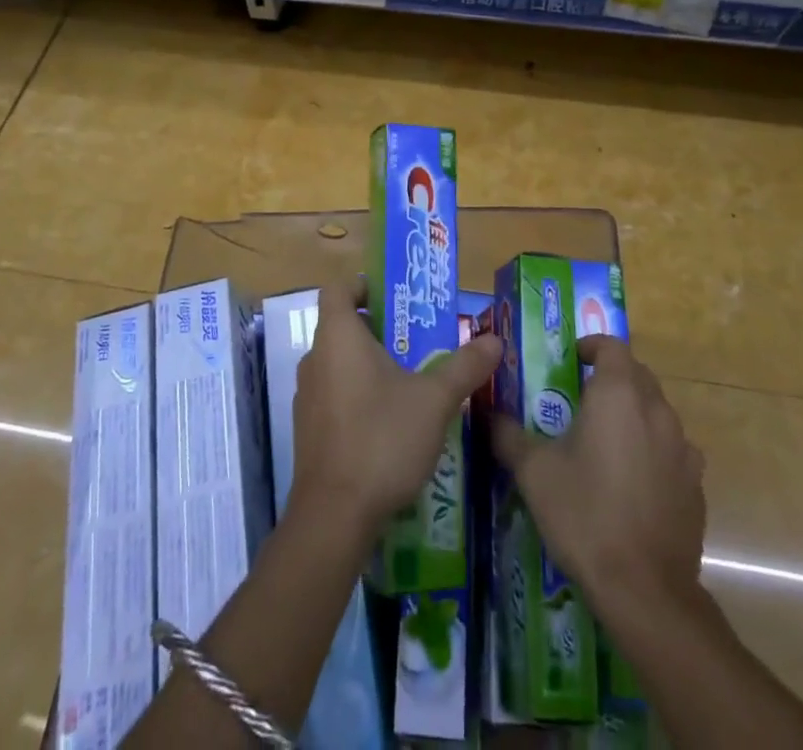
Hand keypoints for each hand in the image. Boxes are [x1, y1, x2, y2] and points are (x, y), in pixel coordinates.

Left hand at [292, 275, 501, 536]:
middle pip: (342, 326)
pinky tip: (389, 423)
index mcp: (338, 337)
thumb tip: (495, 339)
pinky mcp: (309, 430)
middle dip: (379, 329)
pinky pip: (334, 395)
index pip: (338, 288)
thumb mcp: (434, 400)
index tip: (395, 299)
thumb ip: (464, 367)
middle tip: (418, 341)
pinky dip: (358, 396)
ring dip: (369, 365)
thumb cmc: (381, 439)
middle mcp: (315, 358)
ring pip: (339, 363)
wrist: (333, 517)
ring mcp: (307, 396)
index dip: (363, 286)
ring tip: (411, 380)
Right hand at [492, 335, 705, 620]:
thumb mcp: (533, 471)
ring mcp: (683, 449)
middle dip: (612, 378)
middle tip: (582, 400)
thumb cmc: (584, 514)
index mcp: (618, 394)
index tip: (572, 361)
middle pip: (637, 376)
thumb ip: (508, 435)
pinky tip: (633, 482)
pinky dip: (653, 452)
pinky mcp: (696, 485)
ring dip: (634, 415)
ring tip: (606, 442)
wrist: (645, 590)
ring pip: (657, 413)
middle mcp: (656, 410)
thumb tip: (489, 415)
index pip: (611, 346)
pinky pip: (672, 452)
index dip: (591, 346)